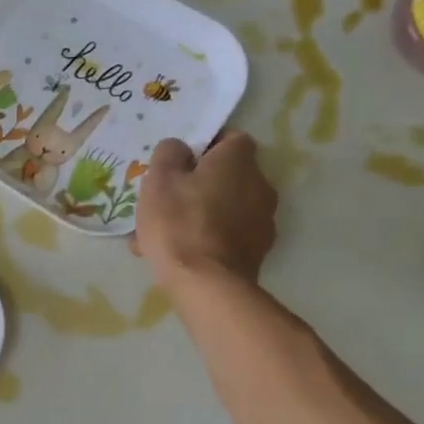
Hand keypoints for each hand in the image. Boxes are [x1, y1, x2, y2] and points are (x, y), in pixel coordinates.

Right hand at [132, 132, 279, 290]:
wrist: (206, 284)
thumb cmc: (178, 222)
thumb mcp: (159, 179)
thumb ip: (169, 153)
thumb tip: (180, 148)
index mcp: (238, 160)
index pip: (229, 138)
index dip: (204, 146)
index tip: (179, 162)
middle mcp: (260, 184)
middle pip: (226, 175)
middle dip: (198, 183)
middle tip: (166, 198)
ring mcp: (263, 220)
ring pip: (224, 206)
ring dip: (200, 212)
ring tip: (164, 232)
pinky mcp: (257, 250)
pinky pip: (226, 234)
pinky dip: (206, 237)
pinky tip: (179, 253)